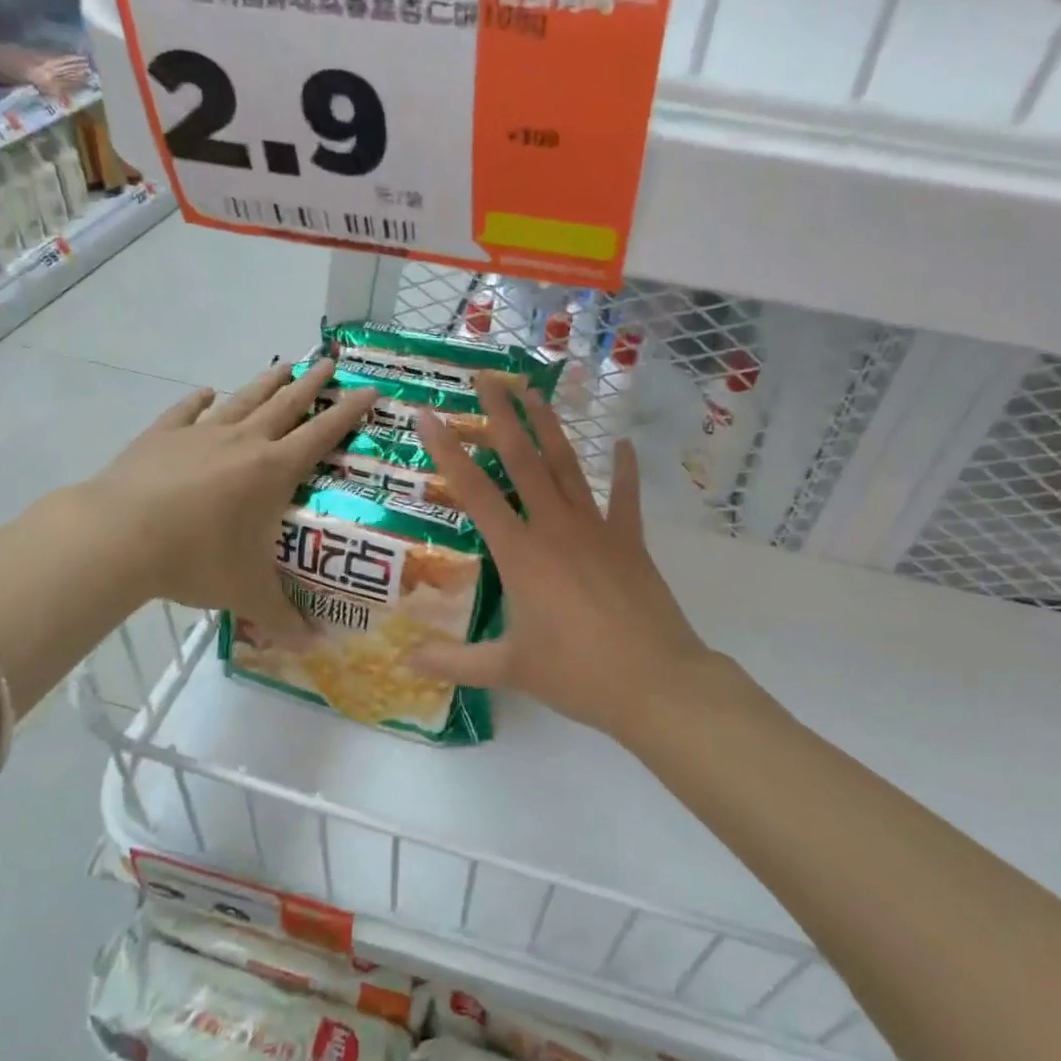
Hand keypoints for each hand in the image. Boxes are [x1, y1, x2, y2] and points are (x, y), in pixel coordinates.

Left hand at [80, 359, 374, 643]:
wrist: (117, 538)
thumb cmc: (195, 560)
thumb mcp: (246, 593)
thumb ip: (284, 619)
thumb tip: (316, 649)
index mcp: (273, 471)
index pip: (323, 433)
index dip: (349, 411)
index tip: (369, 389)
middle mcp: (244, 442)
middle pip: (287, 403)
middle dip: (312, 383)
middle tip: (329, 362)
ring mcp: (200, 434)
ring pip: (243, 399)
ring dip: (266, 381)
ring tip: (283, 364)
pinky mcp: (161, 436)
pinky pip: (186, 412)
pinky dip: (200, 401)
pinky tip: (206, 393)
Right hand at [414, 374, 714, 740]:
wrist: (655, 682)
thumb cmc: (577, 675)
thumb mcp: (509, 669)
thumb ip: (454, 662)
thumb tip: (406, 661)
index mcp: (521, 553)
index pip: (474, 491)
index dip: (447, 451)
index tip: (427, 414)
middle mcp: (555, 527)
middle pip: (523, 460)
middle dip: (501, 415)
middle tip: (486, 378)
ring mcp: (597, 529)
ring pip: (567, 466)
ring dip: (549, 427)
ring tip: (533, 392)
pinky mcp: (629, 541)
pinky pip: (626, 496)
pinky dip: (626, 469)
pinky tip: (625, 444)